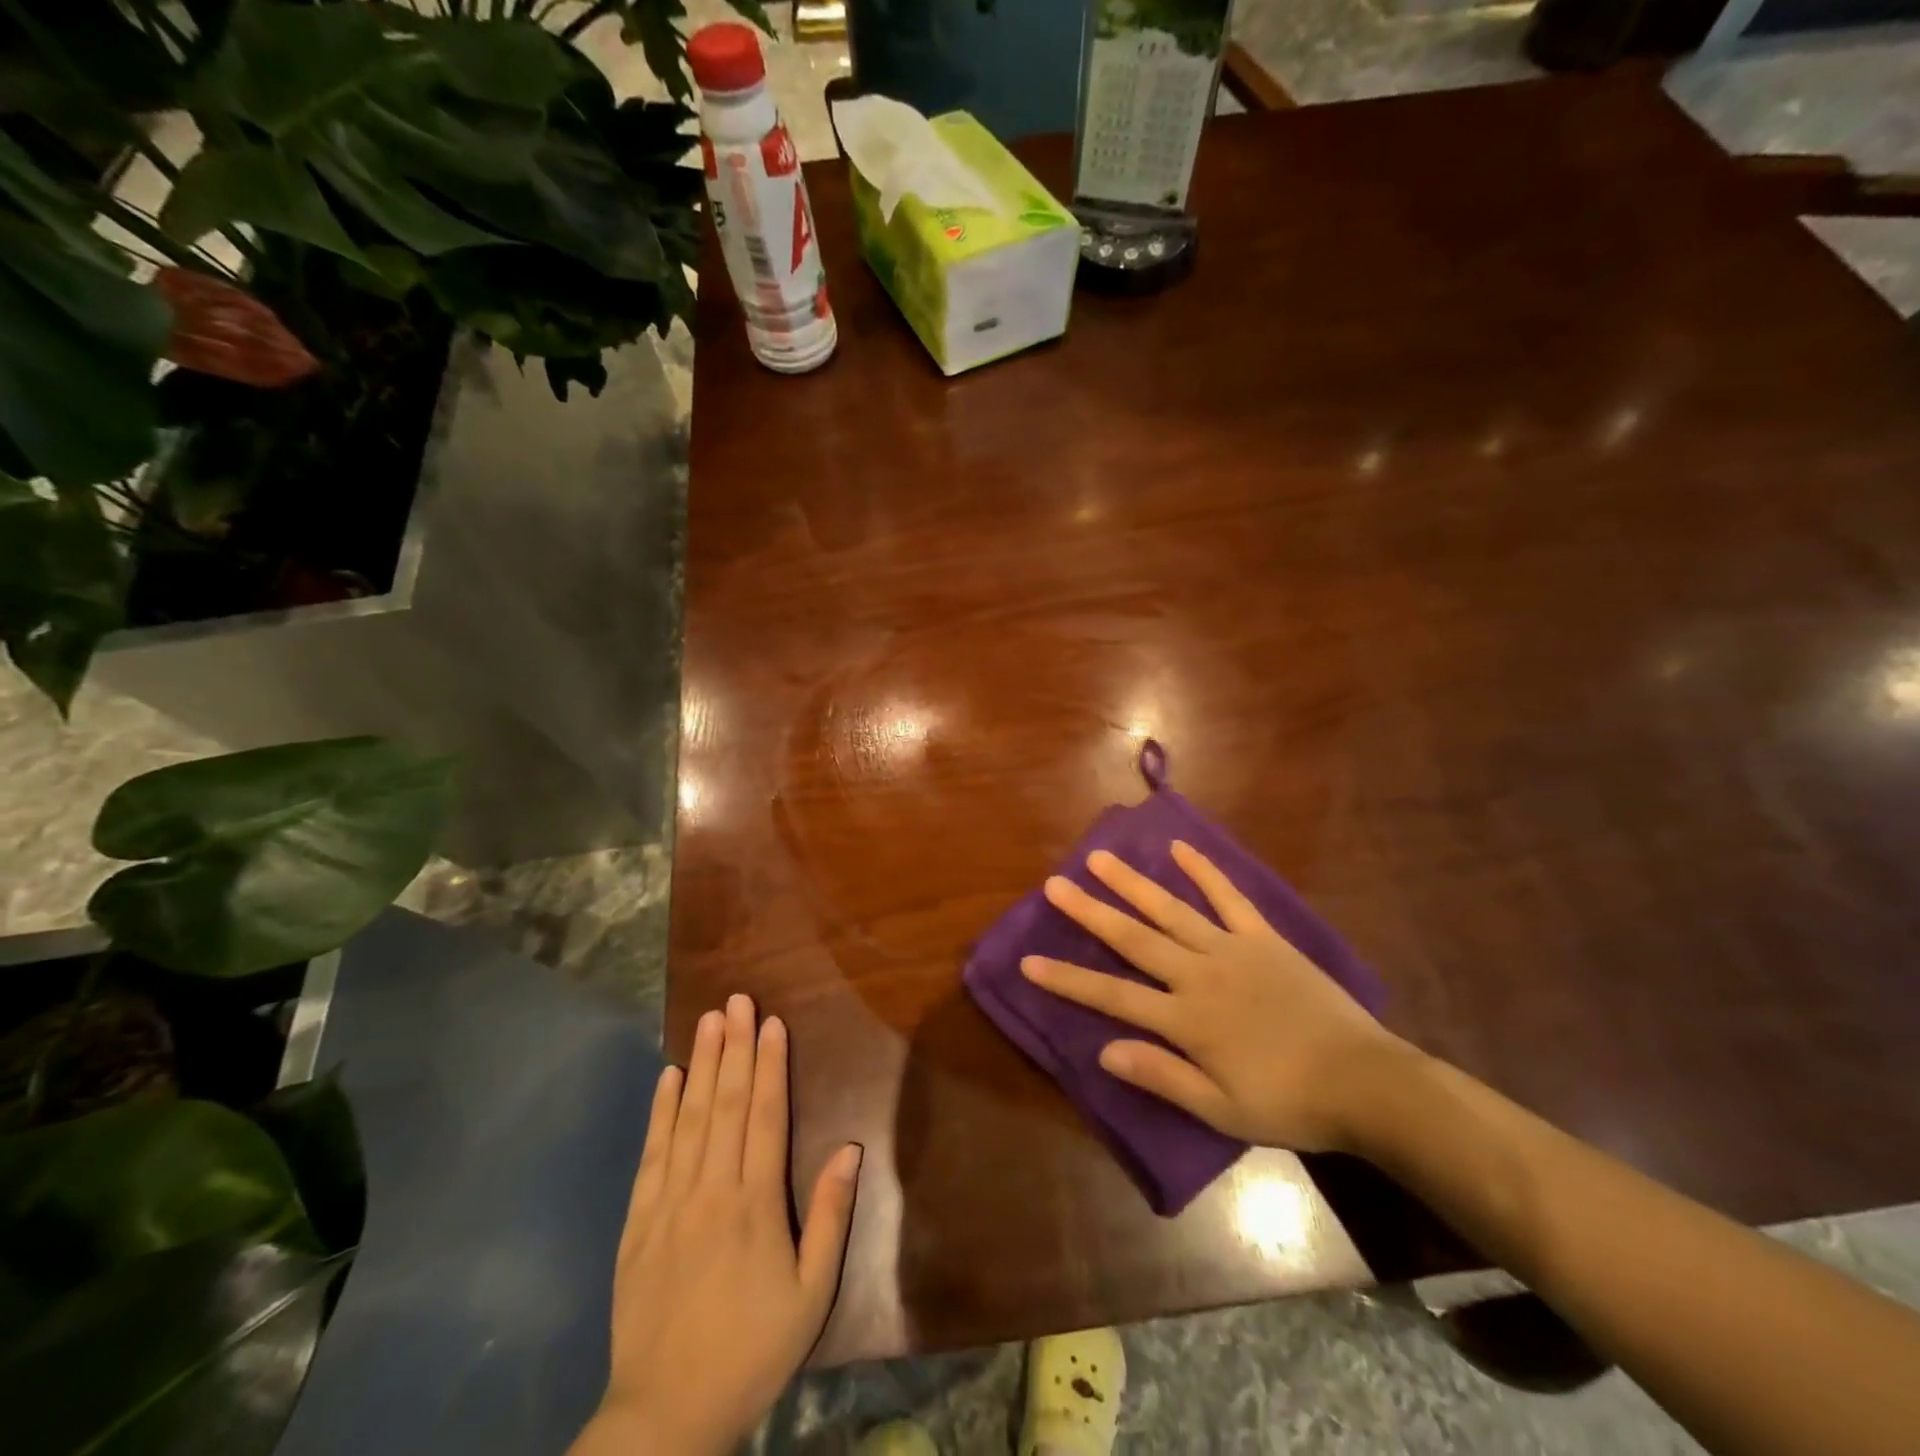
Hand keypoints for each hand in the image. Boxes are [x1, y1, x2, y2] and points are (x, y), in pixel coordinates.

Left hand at [574, 995, 861, 1455]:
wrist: (664, 1415)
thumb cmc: (750, 1350)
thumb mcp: (811, 1294)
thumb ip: (830, 1217)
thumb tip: (850, 1149)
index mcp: (755, 1203)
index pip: (764, 1115)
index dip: (770, 1064)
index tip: (772, 1022)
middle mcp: (710, 1189)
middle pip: (725, 1103)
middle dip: (733, 1046)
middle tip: (737, 999)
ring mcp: (668, 1202)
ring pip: (688, 1118)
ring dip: (700, 1064)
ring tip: (708, 1020)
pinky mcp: (637, 1222)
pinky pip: (651, 1154)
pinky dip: (659, 1112)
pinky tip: (667, 1078)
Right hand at [1021, 841, 1414, 1152]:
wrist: (1365, 1082)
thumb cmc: (1289, 1102)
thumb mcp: (1222, 1110)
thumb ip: (1162, 1077)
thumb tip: (1104, 1051)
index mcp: (1187, 1019)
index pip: (1113, 996)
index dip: (1068, 979)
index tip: (1029, 962)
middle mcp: (1199, 974)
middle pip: (1134, 939)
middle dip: (1090, 913)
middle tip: (1054, 886)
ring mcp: (1232, 949)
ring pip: (1172, 910)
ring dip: (1133, 884)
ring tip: (1099, 859)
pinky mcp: (1263, 938)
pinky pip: (1229, 898)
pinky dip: (1204, 872)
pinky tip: (1179, 848)